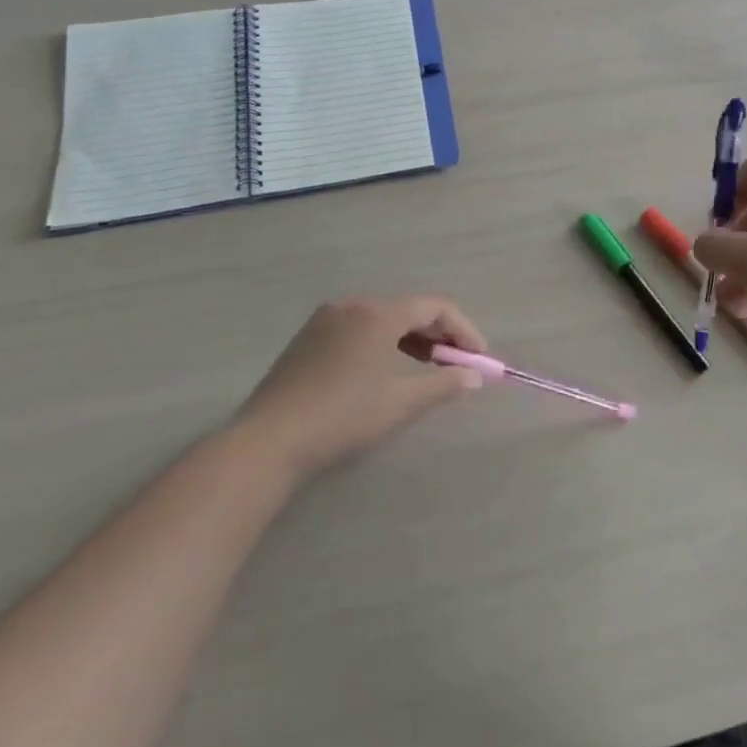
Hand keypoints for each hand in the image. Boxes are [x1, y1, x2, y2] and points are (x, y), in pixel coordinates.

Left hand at [238, 295, 488, 473]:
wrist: (268, 442)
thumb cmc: (344, 416)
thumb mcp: (402, 402)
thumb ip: (445, 385)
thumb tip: (474, 378)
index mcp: (378, 313)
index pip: (435, 307)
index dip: (464, 330)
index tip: (479, 359)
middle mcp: (352, 305)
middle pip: (410, 310)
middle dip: (440, 336)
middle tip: (457, 365)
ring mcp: (326, 320)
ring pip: (384, 319)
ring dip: (413, 340)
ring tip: (427, 370)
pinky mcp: (308, 338)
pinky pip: (360, 329)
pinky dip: (384, 343)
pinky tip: (386, 371)